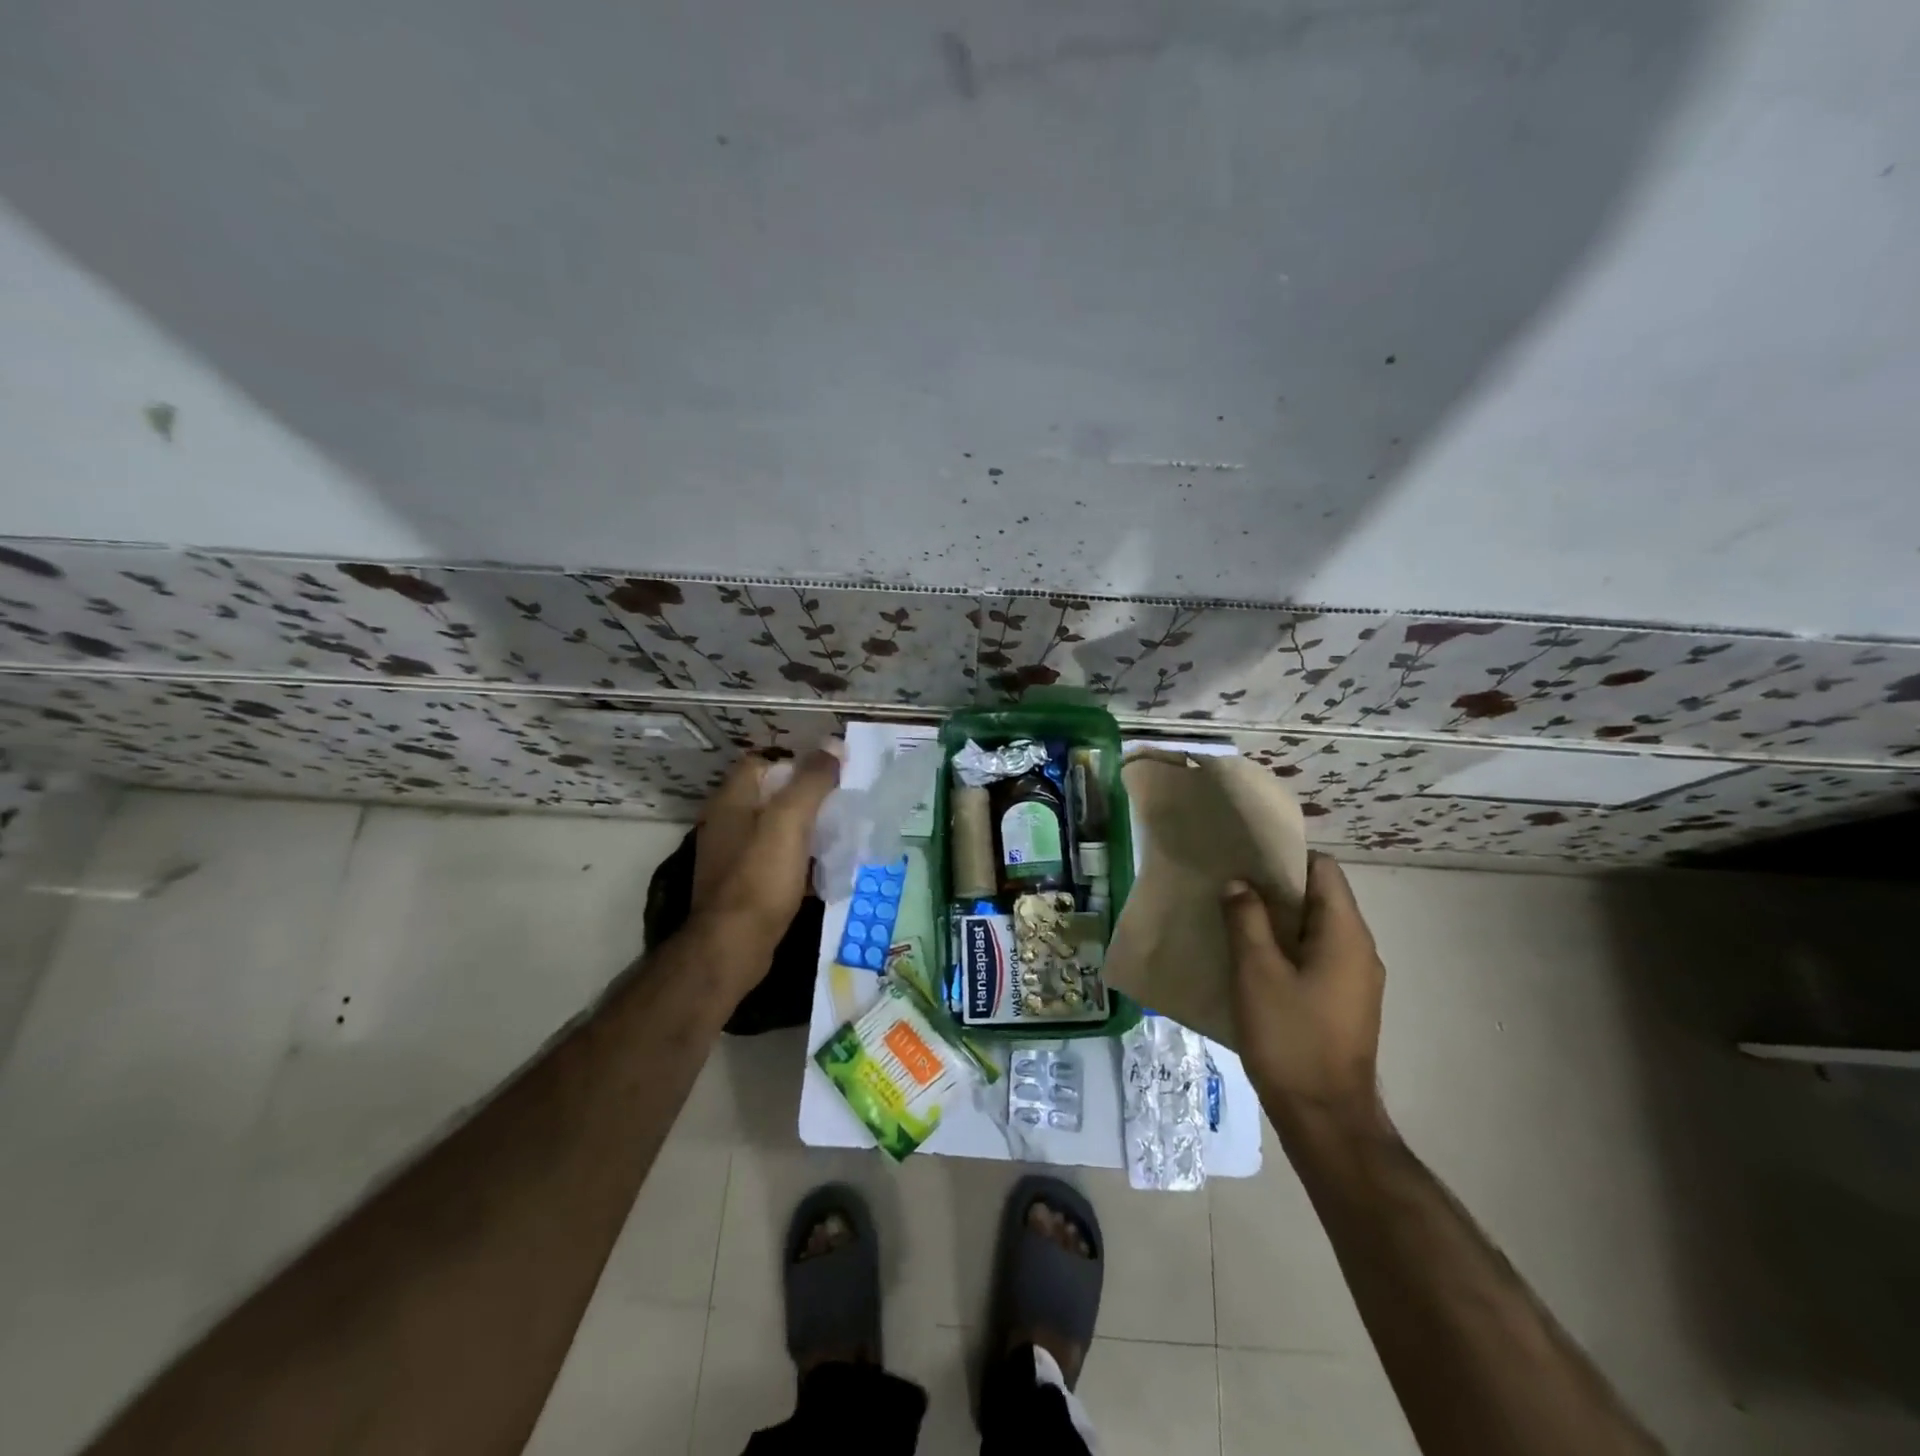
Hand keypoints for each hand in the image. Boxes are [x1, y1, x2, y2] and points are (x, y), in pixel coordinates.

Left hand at [691, 744, 841, 965]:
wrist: (733, 946)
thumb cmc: (760, 877)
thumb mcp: (790, 821)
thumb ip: (811, 781)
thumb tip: (833, 745)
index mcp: (731, 801)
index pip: (761, 763)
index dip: (795, 763)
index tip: (828, 774)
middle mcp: (727, 824)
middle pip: (772, 796)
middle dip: (807, 796)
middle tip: (842, 803)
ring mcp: (734, 857)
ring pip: (776, 830)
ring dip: (806, 829)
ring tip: (840, 832)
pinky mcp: (745, 885)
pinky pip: (777, 860)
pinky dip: (799, 859)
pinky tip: (823, 868)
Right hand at [1222, 854, 1387, 1132]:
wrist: (1326, 1118)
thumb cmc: (1290, 1038)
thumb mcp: (1257, 972)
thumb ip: (1246, 919)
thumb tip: (1239, 884)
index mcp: (1345, 933)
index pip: (1323, 869)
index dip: (1284, 858)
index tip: (1244, 861)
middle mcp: (1360, 949)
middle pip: (1319, 897)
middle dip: (1274, 889)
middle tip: (1229, 889)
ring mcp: (1355, 979)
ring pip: (1315, 929)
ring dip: (1277, 920)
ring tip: (1233, 921)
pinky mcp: (1344, 1002)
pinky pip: (1315, 957)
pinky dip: (1286, 948)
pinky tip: (1251, 962)